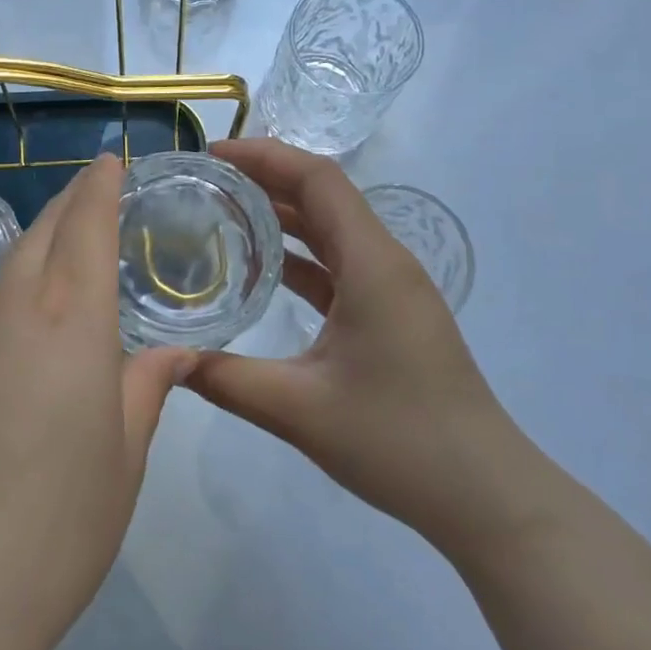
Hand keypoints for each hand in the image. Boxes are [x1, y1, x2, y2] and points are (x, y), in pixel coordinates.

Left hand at [0, 153, 195, 649]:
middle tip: (96, 188)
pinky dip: (18, 286)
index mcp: (72, 325)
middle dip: (71, 201)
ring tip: (70, 244)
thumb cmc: (54, 530)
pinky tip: (32, 318)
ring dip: (41, 241)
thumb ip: (147, 391)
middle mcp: (14, 314)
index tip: (110, 159)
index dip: (100, 186)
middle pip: (42, 233)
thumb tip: (175, 352)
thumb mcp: (123, 461)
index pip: (86, 228)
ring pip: (11, 266)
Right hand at [188, 138, 536, 559]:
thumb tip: (166, 361)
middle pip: (323, 196)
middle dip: (266, 178)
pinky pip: (338, 265)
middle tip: (205, 180)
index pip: (317, 179)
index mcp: (372, 264)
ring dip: (282, 214)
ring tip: (222, 210)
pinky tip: (261, 269)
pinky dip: (299, 256)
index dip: (264, 155)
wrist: (484, 495)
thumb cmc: (398, 441)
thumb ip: (225, 379)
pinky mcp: (390, 314)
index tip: (211, 154)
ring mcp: (391, 288)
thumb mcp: (299, 410)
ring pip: (331, 230)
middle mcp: (385, 262)